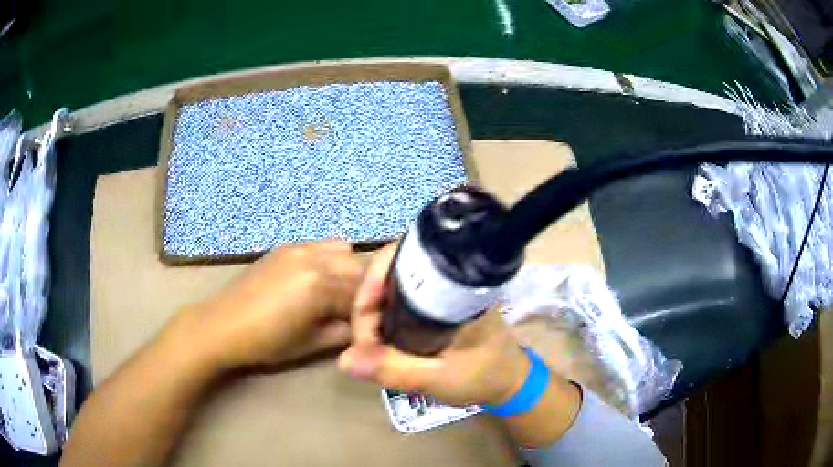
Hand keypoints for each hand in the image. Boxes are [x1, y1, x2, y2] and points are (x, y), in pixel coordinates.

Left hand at [163, 240, 362, 373]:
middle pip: (360, 267)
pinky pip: (322, 246)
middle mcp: (314, 258)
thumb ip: (346, 332)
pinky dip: (331, 261)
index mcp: (320, 285)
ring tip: (342, 294)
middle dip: (368, 289)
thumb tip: (369, 327)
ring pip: (344, 252)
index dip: (375, 310)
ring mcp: (298, 249)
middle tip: (363, 311)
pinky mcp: (286, 248)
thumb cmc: (267, 343)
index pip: (366, 293)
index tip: (377, 323)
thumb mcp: (312, 344)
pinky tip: (321, 281)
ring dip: (351, 271)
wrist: (221, 325)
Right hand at [338, 244, 529, 405]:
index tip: (362, 323)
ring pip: (392, 285)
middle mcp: (446, 279)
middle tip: (364, 343)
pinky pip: (399, 298)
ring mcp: (441, 289)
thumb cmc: (482, 376)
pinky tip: (382, 338)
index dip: (372, 283)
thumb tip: (344, 359)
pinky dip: (383, 316)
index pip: (403, 260)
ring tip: (371, 345)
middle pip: (391, 270)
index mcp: (454, 286)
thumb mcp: (437, 379)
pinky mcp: (437, 301)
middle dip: (368, 304)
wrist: (510, 381)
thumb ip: (394, 369)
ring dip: (373, 312)